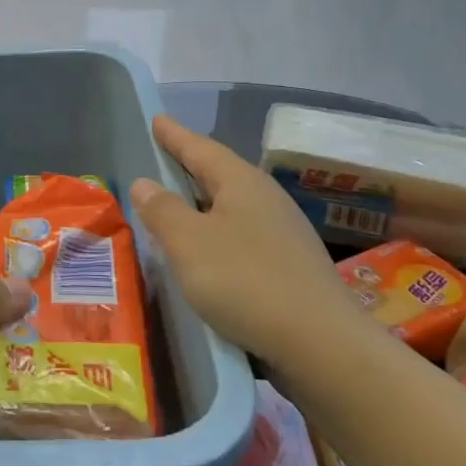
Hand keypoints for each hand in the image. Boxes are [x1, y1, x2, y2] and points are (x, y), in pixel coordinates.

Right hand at [129, 115, 342, 355]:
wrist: (321, 345)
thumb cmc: (245, 281)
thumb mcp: (188, 243)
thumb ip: (163, 210)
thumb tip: (145, 183)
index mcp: (242, 183)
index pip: (200, 149)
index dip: (175, 136)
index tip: (156, 120)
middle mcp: (266, 200)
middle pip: (220, 174)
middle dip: (190, 166)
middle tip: (163, 157)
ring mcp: (283, 234)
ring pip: (233, 207)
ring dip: (204, 203)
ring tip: (178, 205)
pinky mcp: (290, 267)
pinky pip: (243, 236)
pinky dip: (218, 234)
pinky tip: (208, 253)